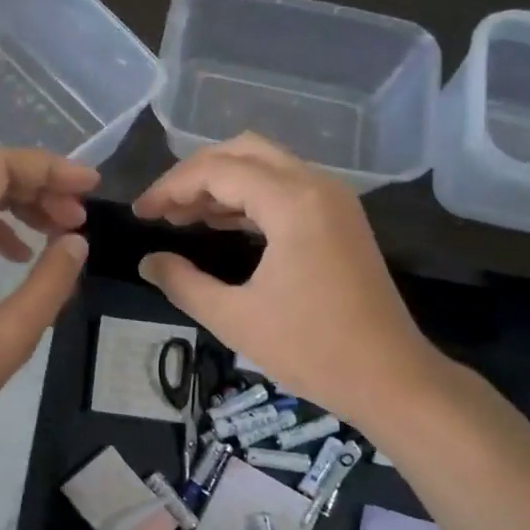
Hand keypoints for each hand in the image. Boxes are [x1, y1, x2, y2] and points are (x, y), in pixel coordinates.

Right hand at [131, 134, 436, 428]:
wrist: (389, 377)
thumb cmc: (310, 349)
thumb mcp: (234, 318)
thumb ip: (182, 283)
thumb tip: (148, 262)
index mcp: (292, 203)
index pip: (218, 170)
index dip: (171, 187)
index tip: (140, 214)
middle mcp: (317, 186)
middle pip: (244, 152)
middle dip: (196, 174)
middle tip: (162, 209)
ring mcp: (334, 201)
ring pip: (267, 167)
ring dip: (223, 185)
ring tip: (182, 218)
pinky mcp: (341, 220)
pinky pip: (286, 189)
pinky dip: (250, 199)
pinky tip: (221, 225)